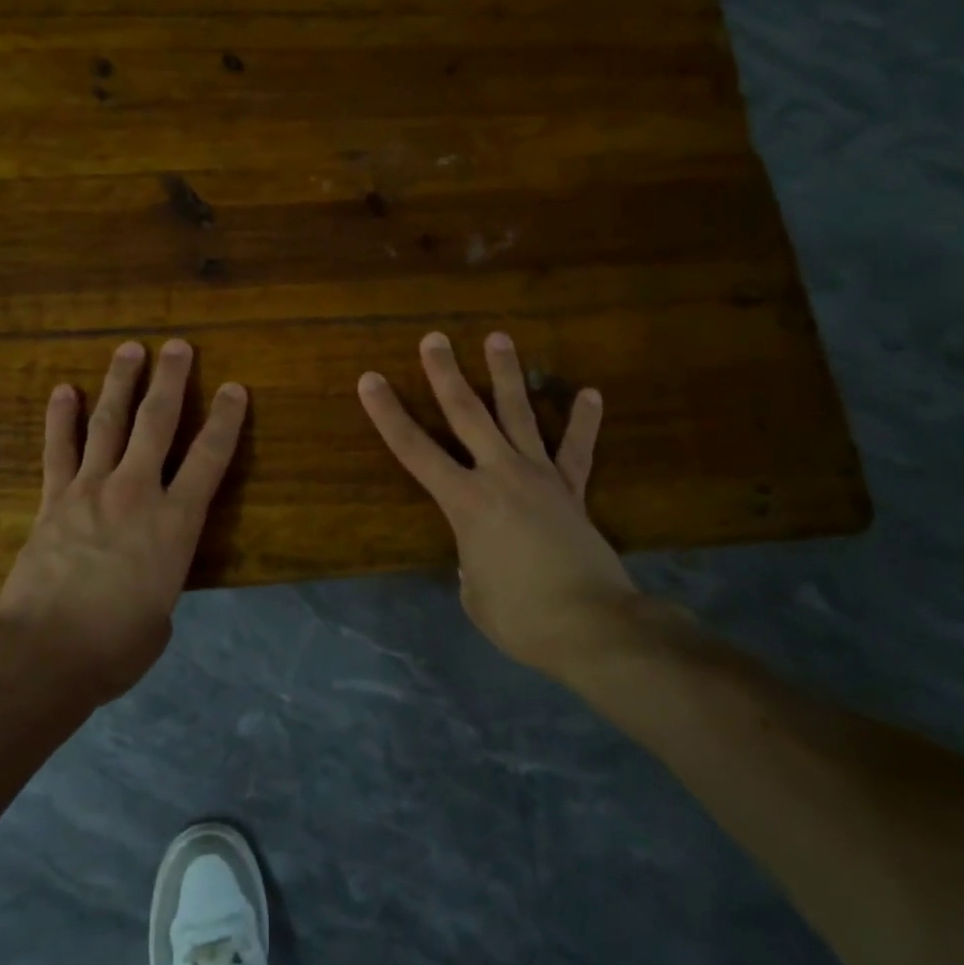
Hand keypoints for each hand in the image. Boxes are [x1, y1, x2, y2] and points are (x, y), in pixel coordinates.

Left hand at [0, 339, 247, 703]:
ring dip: (121, 384)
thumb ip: (161, 579)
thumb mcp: (161, 614)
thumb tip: (147, 573)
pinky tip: (63, 390)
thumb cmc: (116, 645)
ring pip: (109, 424)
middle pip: (157, 423)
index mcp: (176, 523)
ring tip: (130, 349)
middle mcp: (136, 493)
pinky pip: (58, 450)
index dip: (226, 419)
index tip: (234, 388)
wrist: (45, 653)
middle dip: (171, 380)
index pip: (210, 458)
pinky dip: (60, 419)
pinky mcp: (53, 500)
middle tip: (178, 346)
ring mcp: (90, 490)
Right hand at [357, 331, 639, 680]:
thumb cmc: (520, 617)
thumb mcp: (474, 592)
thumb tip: (482, 551)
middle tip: (434, 338)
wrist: (593, 627)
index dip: (388, 414)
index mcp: (465, 502)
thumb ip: (470, 560)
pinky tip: (591, 394)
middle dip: (446, 375)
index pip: (414, 450)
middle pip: (468, 414)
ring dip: (506, 375)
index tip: (370, 379)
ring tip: (498, 337)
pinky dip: (583, 422)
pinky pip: (577, 451)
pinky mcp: (573, 491)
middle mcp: (500, 476)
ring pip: (519, 415)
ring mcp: (541, 478)